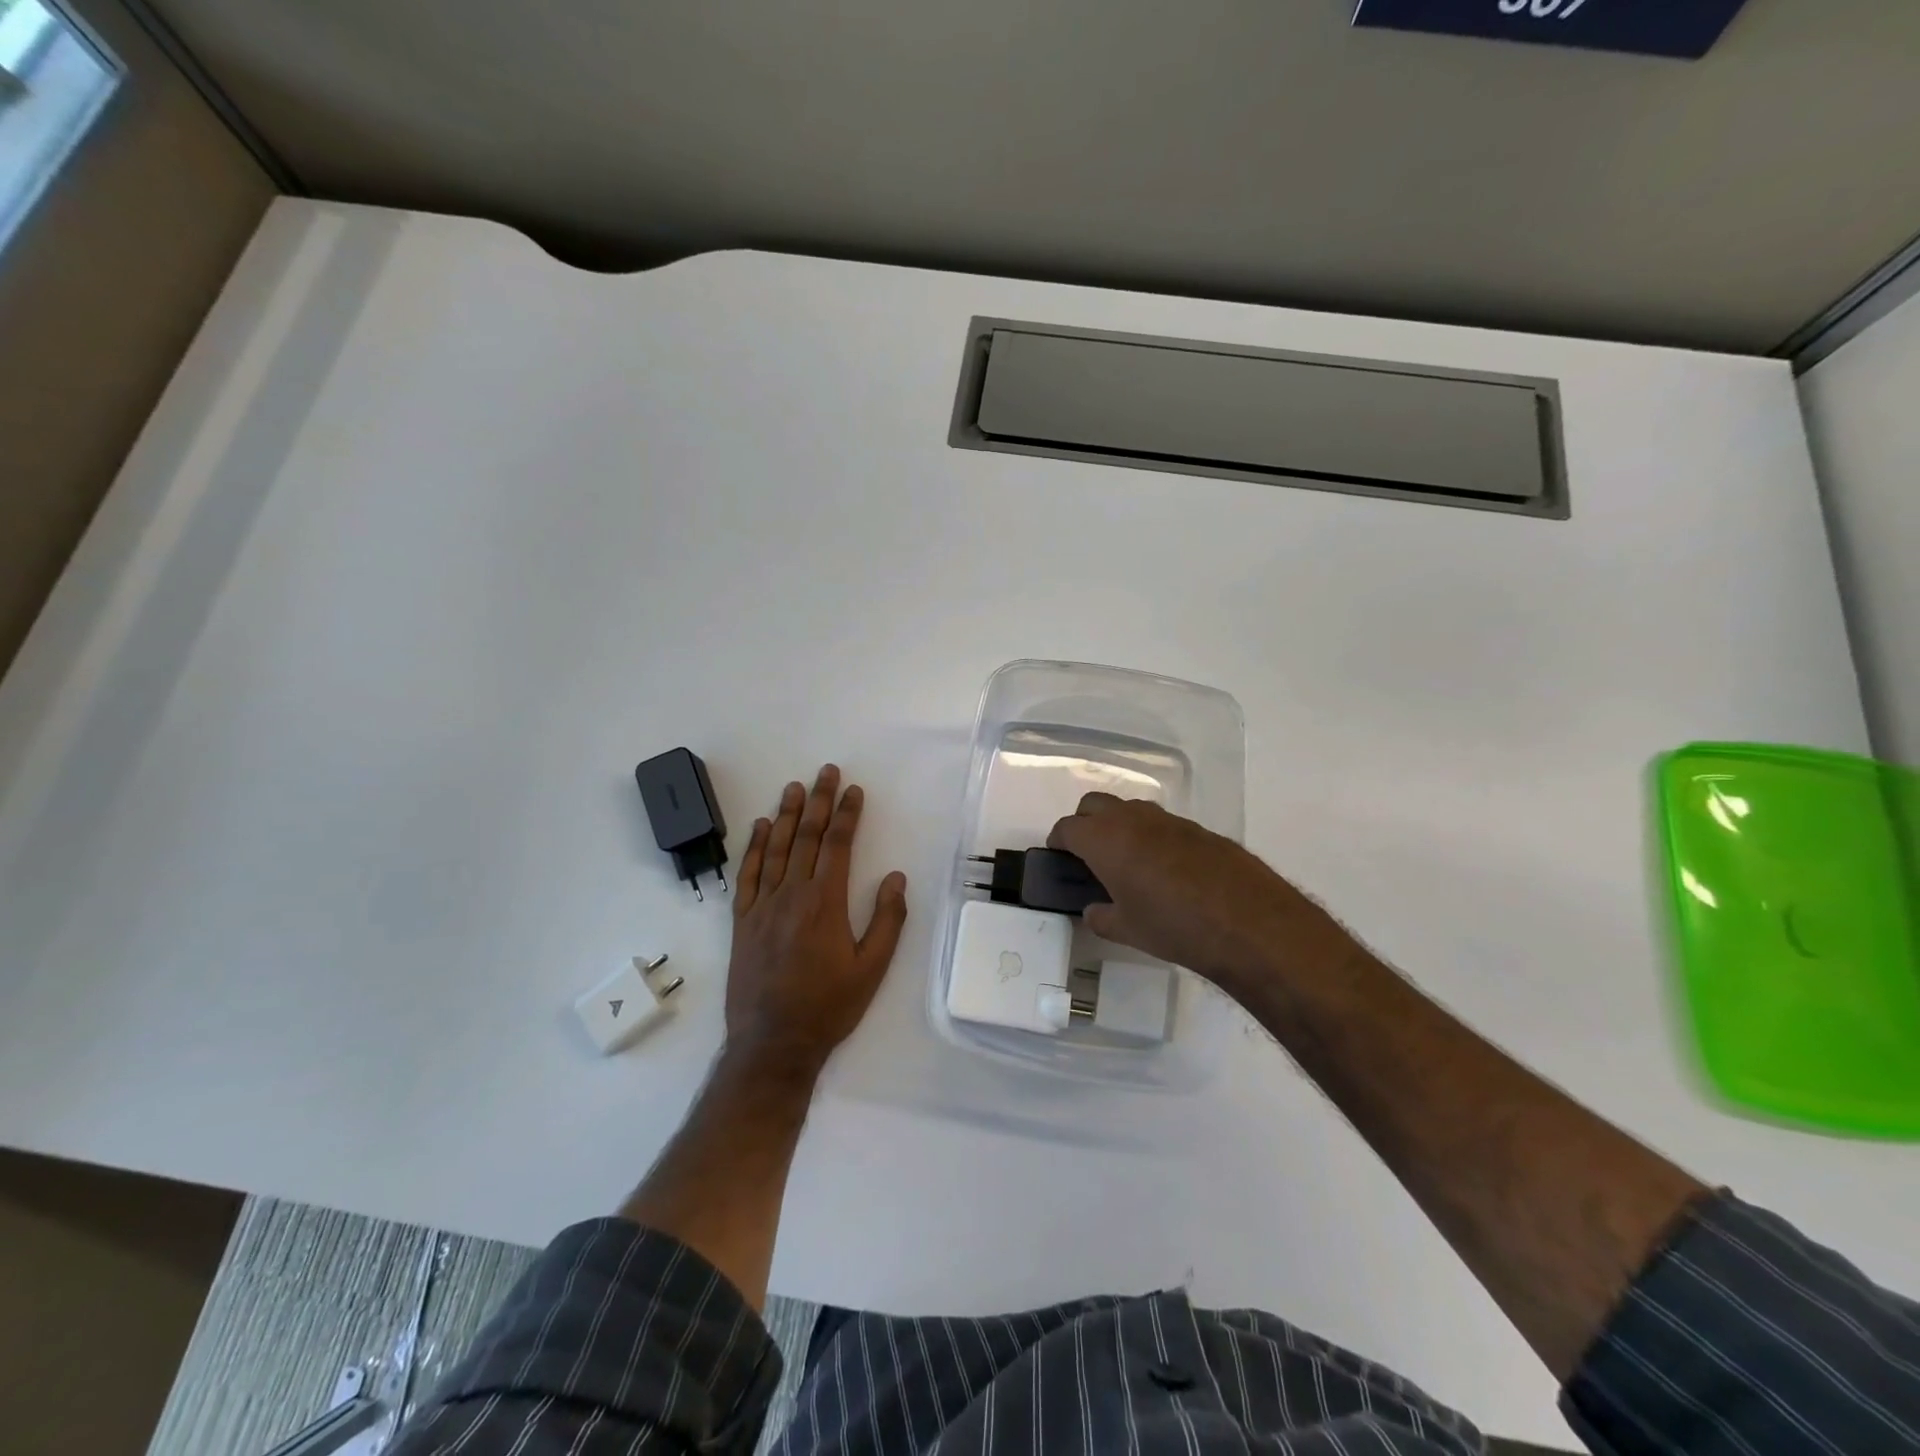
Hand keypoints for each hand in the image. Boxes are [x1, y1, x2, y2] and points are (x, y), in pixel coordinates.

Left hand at [725, 765, 908, 1076]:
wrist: (773, 1043)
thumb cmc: (829, 1007)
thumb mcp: (872, 969)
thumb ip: (887, 920)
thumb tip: (894, 878)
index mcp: (824, 903)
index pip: (837, 845)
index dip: (846, 814)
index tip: (854, 791)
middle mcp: (791, 895)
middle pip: (806, 837)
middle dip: (818, 802)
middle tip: (826, 772)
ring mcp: (762, 906)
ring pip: (776, 849)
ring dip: (786, 815)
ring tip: (794, 787)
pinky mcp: (742, 921)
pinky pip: (748, 875)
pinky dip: (754, 848)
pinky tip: (760, 828)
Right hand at [1047, 794, 1354, 994]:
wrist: (1248, 922)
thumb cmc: (1173, 927)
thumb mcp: (1127, 931)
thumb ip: (1101, 917)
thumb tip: (1096, 910)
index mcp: (1105, 840)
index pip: (1068, 828)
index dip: (1059, 841)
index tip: (1060, 856)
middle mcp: (1133, 819)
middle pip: (1094, 804)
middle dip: (1085, 823)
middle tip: (1089, 854)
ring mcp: (1169, 820)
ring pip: (1131, 809)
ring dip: (1120, 826)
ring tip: (1128, 862)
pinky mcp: (1199, 829)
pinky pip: (1163, 824)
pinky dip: (1153, 837)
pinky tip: (1167, 870)